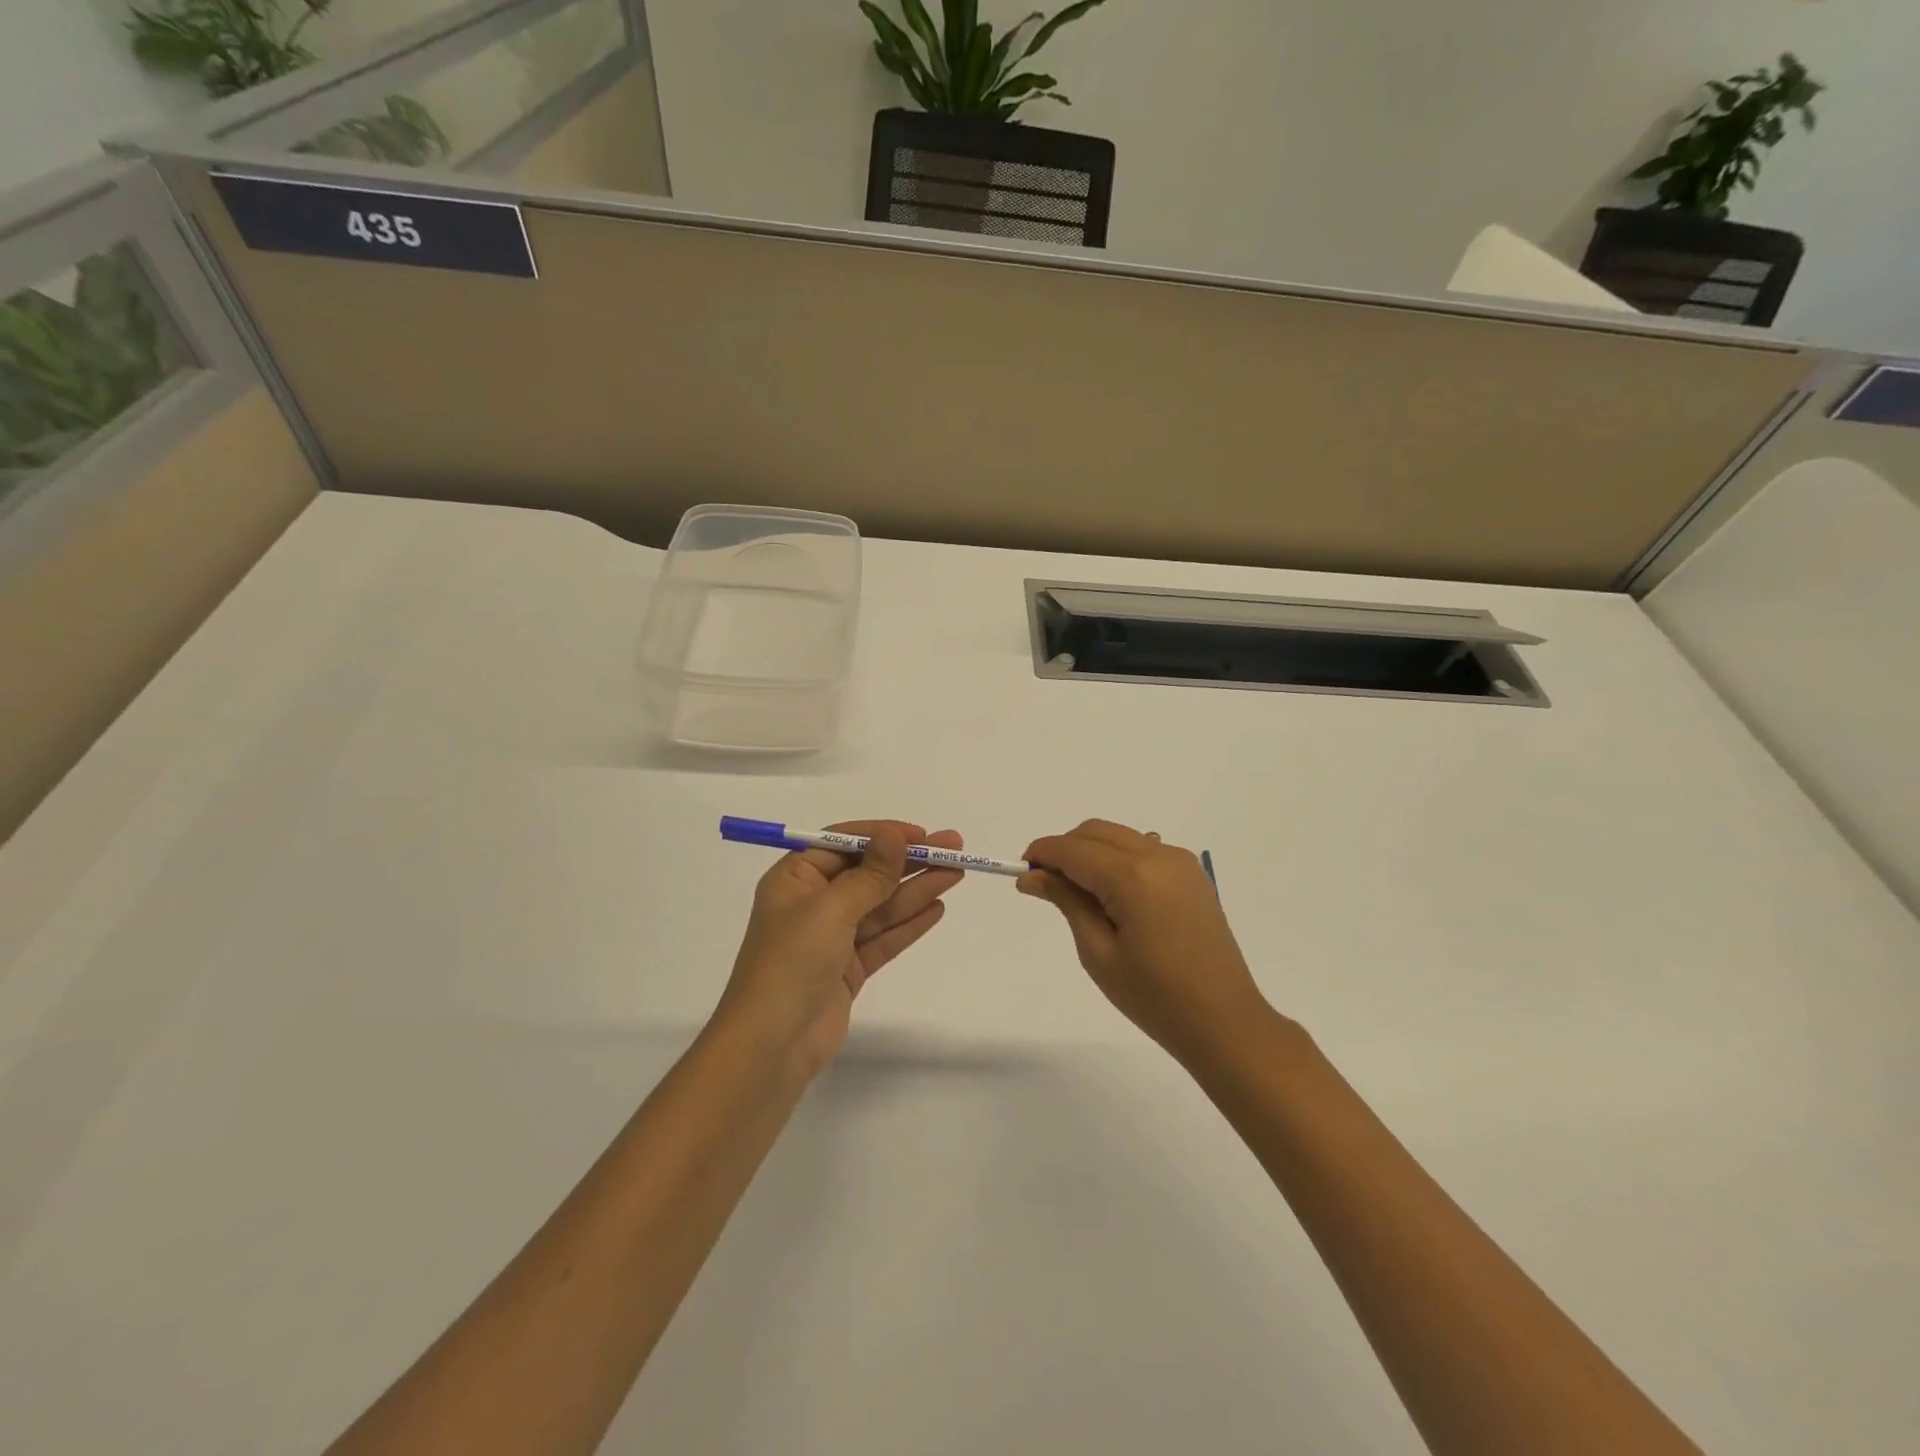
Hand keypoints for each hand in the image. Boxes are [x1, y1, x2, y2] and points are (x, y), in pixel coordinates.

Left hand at [715, 821, 964, 1075]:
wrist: (771, 1047)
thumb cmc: (792, 963)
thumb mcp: (831, 910)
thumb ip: (870, 875)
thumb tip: (894, 833)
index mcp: (795, 879)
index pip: (843, 844)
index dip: (883, 836)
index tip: (922, 835)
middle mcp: (812, 903)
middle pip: (868, 873)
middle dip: (909, 861)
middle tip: (954, 848)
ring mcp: (831, 938)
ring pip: (881, 906)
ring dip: (917, 889)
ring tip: (956, 873)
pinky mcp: (847, 968)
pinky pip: (883, 938)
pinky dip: (909, 924)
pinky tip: (937, 908)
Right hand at [1019, 819, 1269, 1063]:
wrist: (1224, 1022)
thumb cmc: (1154, 997)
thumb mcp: (1098, 952)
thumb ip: (1066, 901)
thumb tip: (1032, 875)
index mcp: (1133, 877)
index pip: (1074, 849)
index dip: (1042, 853)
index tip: (1021, 871)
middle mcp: (1158, 856)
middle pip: (1096, 832)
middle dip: (1065, 848)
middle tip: (1045, 884)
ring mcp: (1180, 862)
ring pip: (1120, 837)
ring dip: (1092, 851)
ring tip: (1078, 893)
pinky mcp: (1192, 874)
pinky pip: (1144, 849)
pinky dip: (1118, 858)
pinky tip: (1114, 894)